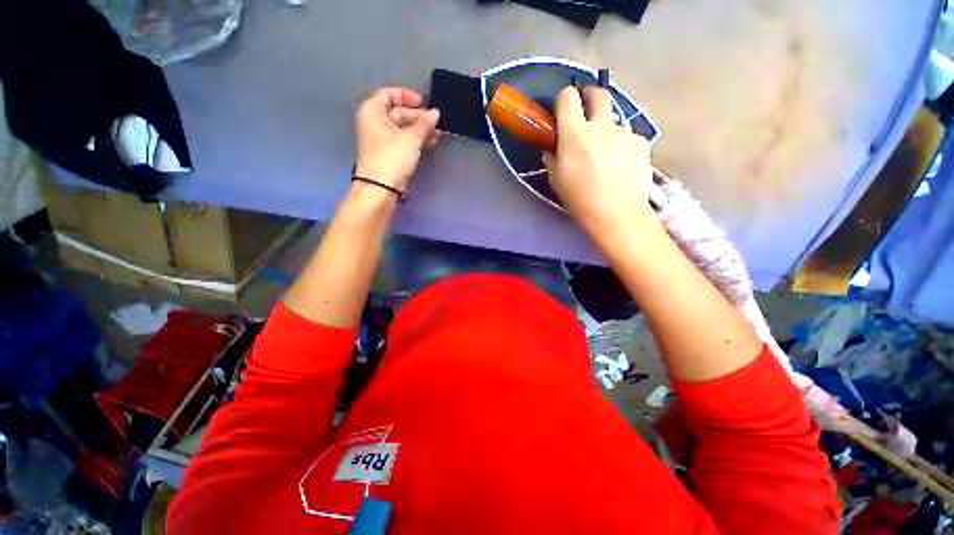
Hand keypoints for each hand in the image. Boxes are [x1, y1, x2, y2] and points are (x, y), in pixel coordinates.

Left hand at [354, 87, 440, 191]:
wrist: (381, 188)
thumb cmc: (392, 158)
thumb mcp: (410, 139)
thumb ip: (424, 124)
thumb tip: (436, 112)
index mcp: (372, 112)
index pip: (389, 94)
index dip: (406, 96)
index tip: (424, 102)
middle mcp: (374, 122)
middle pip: (398, 112)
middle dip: (418, 117)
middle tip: (435, 122)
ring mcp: (381, 139)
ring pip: (402, 128)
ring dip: (419, 130)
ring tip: (437, 135)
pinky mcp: (388, 152)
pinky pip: (403, 140)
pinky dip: (415, 140)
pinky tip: (430, 143)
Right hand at [544, 86, 653, 234]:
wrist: (616, 214)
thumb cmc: (580, 199)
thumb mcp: (556, 180)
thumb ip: (552, 157)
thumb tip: (553, 148)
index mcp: (575, 133)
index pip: (568, 97)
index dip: (564, 99)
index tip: (564, 109)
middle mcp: (601, 125)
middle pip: (599, 93)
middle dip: (590, 96)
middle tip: (587, 111)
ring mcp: (625, 132)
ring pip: (615, 119)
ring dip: (607, 128)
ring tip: (606, 153)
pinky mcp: (641, 143)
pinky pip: (628, 137)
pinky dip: (622, 145)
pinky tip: (621, 164)